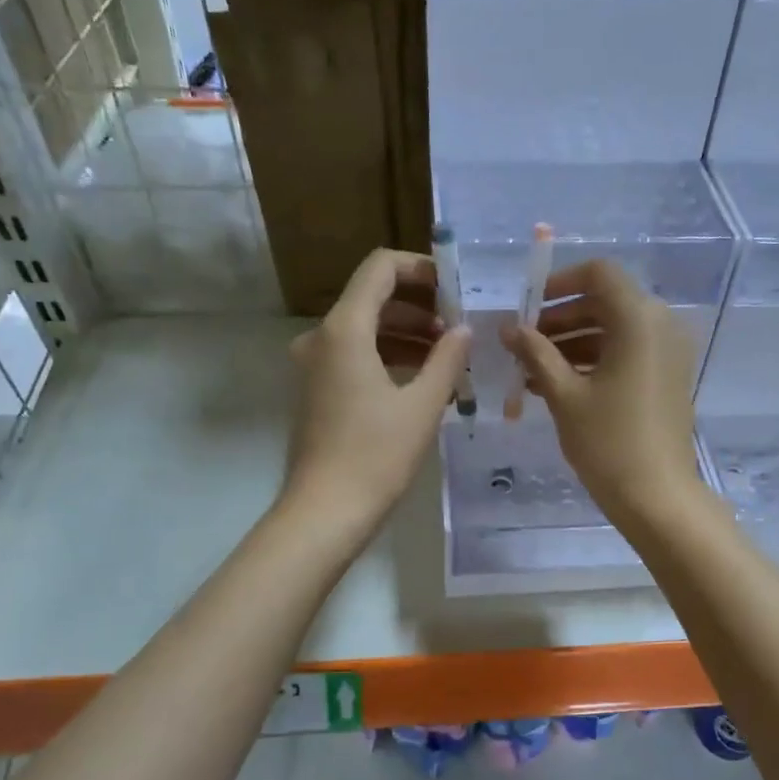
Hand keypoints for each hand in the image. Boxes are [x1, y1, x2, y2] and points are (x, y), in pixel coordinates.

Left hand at [282, 249, 470, 538]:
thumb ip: (447, 358)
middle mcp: (322, 337)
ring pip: (366, 329)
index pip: (380, 268)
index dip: (421, 269)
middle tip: (460, 327)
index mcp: (345, 329)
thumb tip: (464, 330)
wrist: (325, 511)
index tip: (455, 289)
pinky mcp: (317, 389)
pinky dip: (389, 357)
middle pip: (373, 297)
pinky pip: (356, 355)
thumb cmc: (377, 456)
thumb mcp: (423, 405)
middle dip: (420, 306)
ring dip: (407, 334)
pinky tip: (423, 379)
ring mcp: (314, 364)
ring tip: (449, 356)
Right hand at [501, 259, 702, 526]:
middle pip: (605, 302)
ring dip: (572, 343)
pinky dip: (594, 361)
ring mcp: (668, 353)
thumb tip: (509, 328)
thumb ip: (536, 353)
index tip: (528, 308)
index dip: (560, 283)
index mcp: (639, 319)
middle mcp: (660, 325)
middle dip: (560, 318)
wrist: (657, 496)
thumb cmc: (608, 441)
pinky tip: (556, 385)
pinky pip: (627, 354)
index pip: (599, 273)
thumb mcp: (564, 394)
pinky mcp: (667, 377)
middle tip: (522, 344)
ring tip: (530, 371)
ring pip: (614, 330)